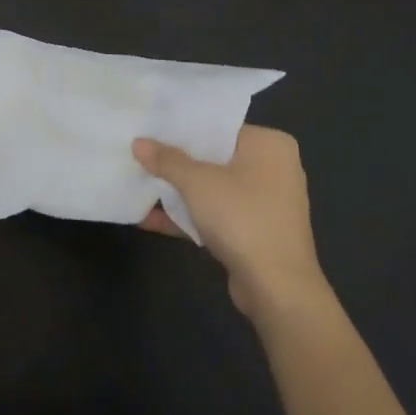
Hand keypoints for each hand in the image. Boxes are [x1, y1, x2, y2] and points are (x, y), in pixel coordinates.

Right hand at [132, 126, 326, 318]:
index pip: (221, 127)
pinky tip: (150, 219)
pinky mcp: (256, 232)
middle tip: (141, 154)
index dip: (184, 129)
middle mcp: (274, 168)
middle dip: (177, 163)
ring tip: (139, 185)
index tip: (152, 128)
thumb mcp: (198, 183)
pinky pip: (218, 215)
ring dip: (180, 193)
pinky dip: (191, 217)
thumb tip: (138, 142)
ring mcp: (267, 203)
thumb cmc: (242, 217)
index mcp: (269, 144)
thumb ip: (167, 160)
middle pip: (216, 158)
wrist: (277, 287)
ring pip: (215, 189)